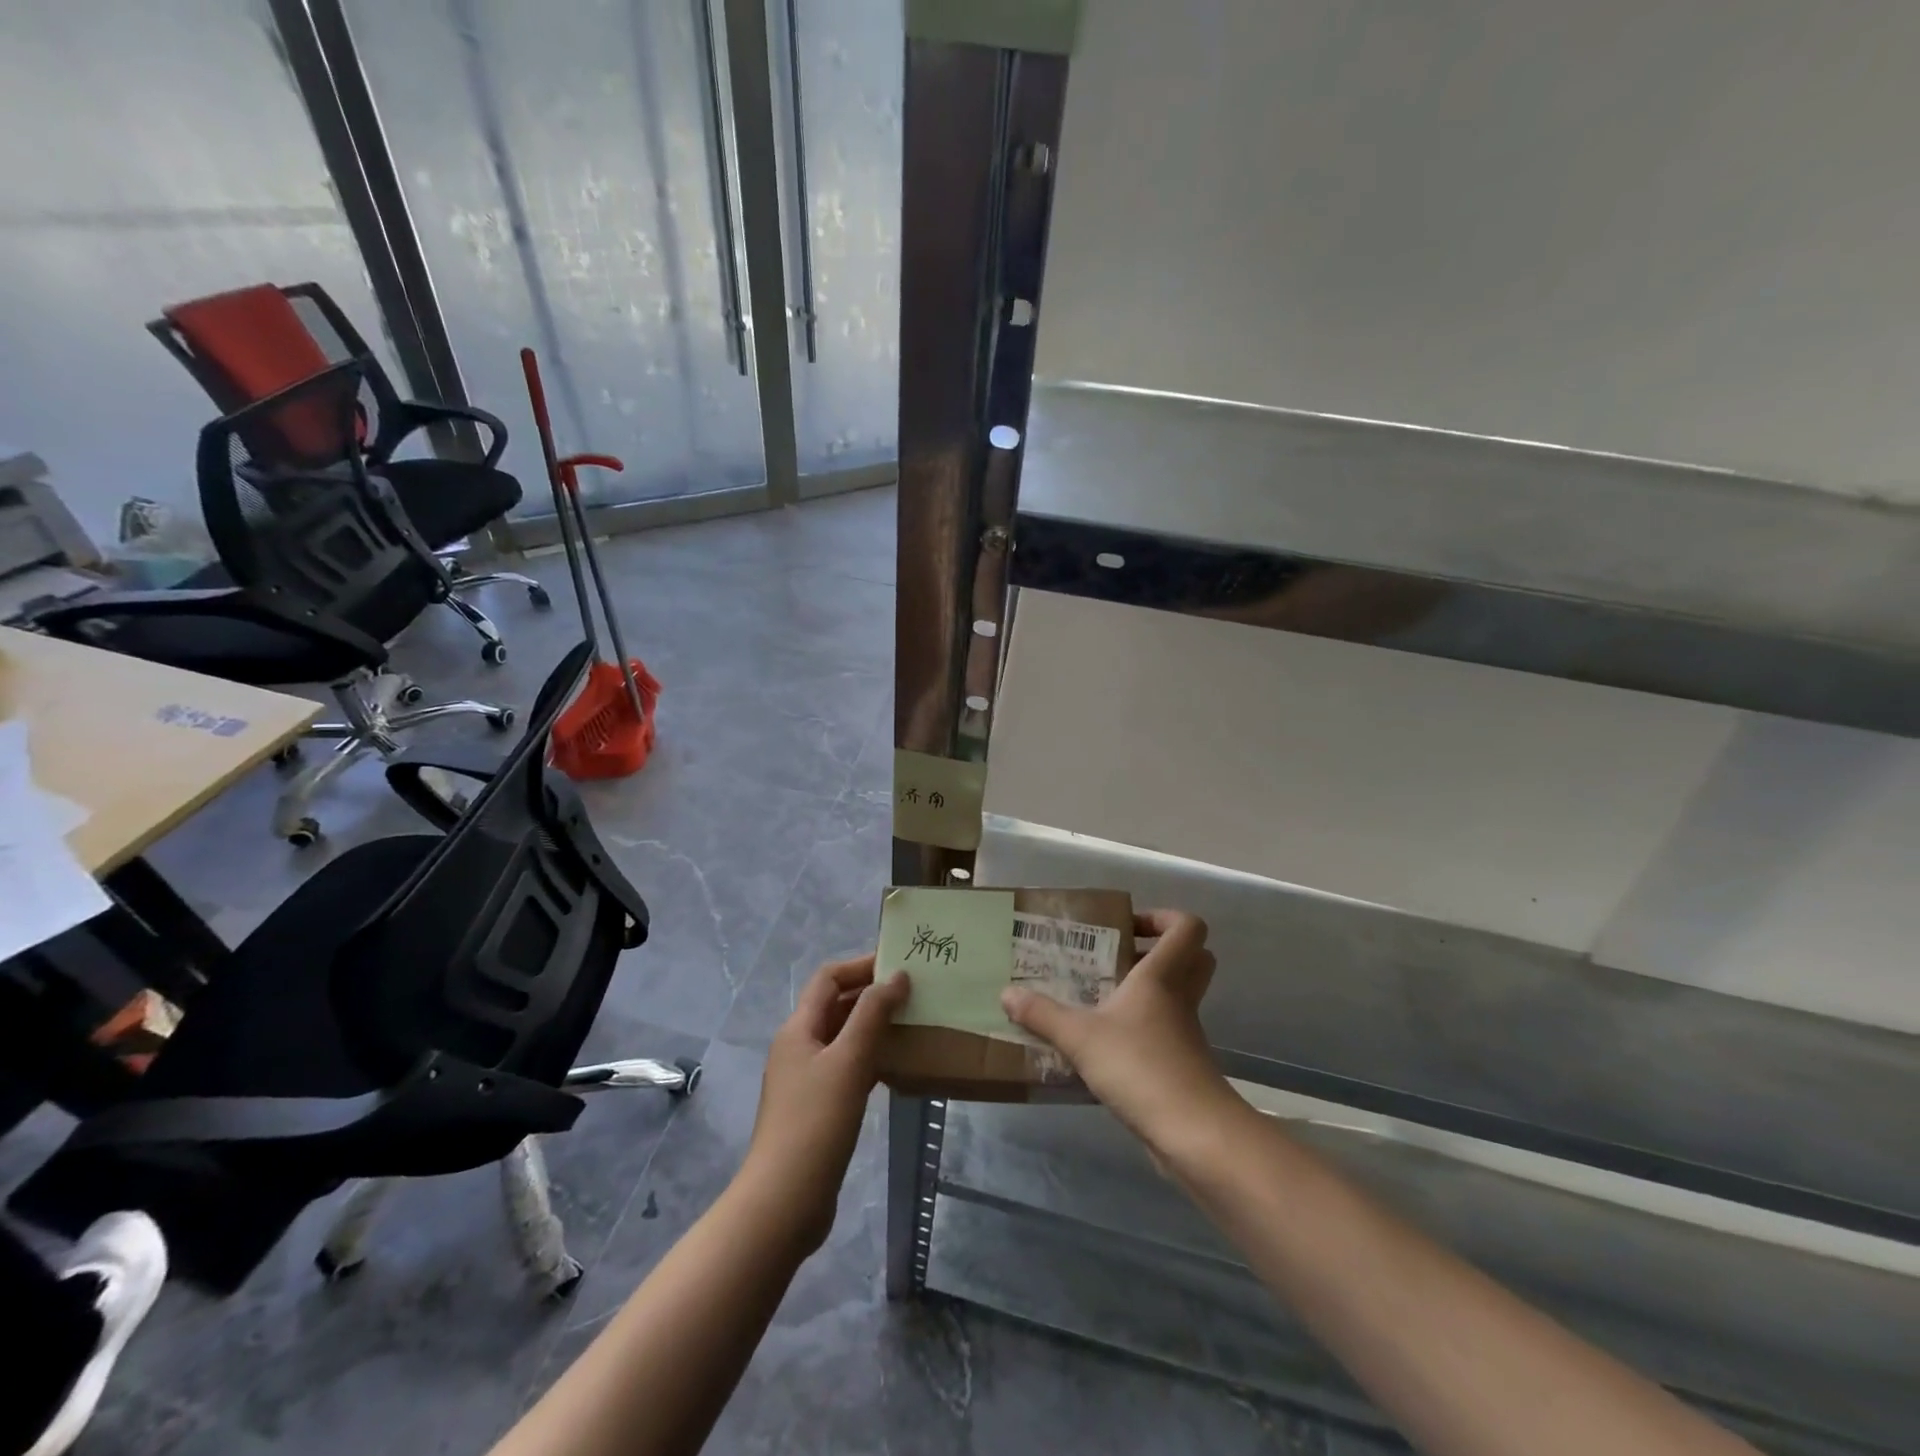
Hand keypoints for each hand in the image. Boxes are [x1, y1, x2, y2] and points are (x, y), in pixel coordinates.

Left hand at [743, 954, 908, 1252]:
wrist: (784, 1201)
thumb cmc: (816, 1122)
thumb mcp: (849, 1060)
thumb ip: (873, 1014)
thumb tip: (897, 976)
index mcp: (798, 1029)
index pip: (829, 978)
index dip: (861, 965)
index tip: (900, 964)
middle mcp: (799, 1047)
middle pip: (835, 1006)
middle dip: (872, 995)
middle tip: (915, 993)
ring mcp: (806, 1080)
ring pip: (843, 1038)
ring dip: (874, 1027)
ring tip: (914, 1024)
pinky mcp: (817, 1108)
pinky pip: (847, 1068)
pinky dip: (871, 1058)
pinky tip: (898, 1066)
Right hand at [1001, 910, 1231, 1154]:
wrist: (1193, 1133)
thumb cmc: (1140, 1065)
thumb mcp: (1080, 1037)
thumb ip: (1042, 1014)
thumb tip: (1006, 993)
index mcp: (1162, 976)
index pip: (1187, 928)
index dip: (1164, 917)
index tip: (1128, 926)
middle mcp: (1180, 998)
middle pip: (1193, 959)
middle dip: (1159, 951)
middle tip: (1117, 957)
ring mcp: (1185, 1033)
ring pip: (1177, 996)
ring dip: (1145, 992)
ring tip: (1098, 998)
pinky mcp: (1182, 1065)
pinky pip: (1165, 1032)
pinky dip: (1140, 1030)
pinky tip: (1103, 1044)